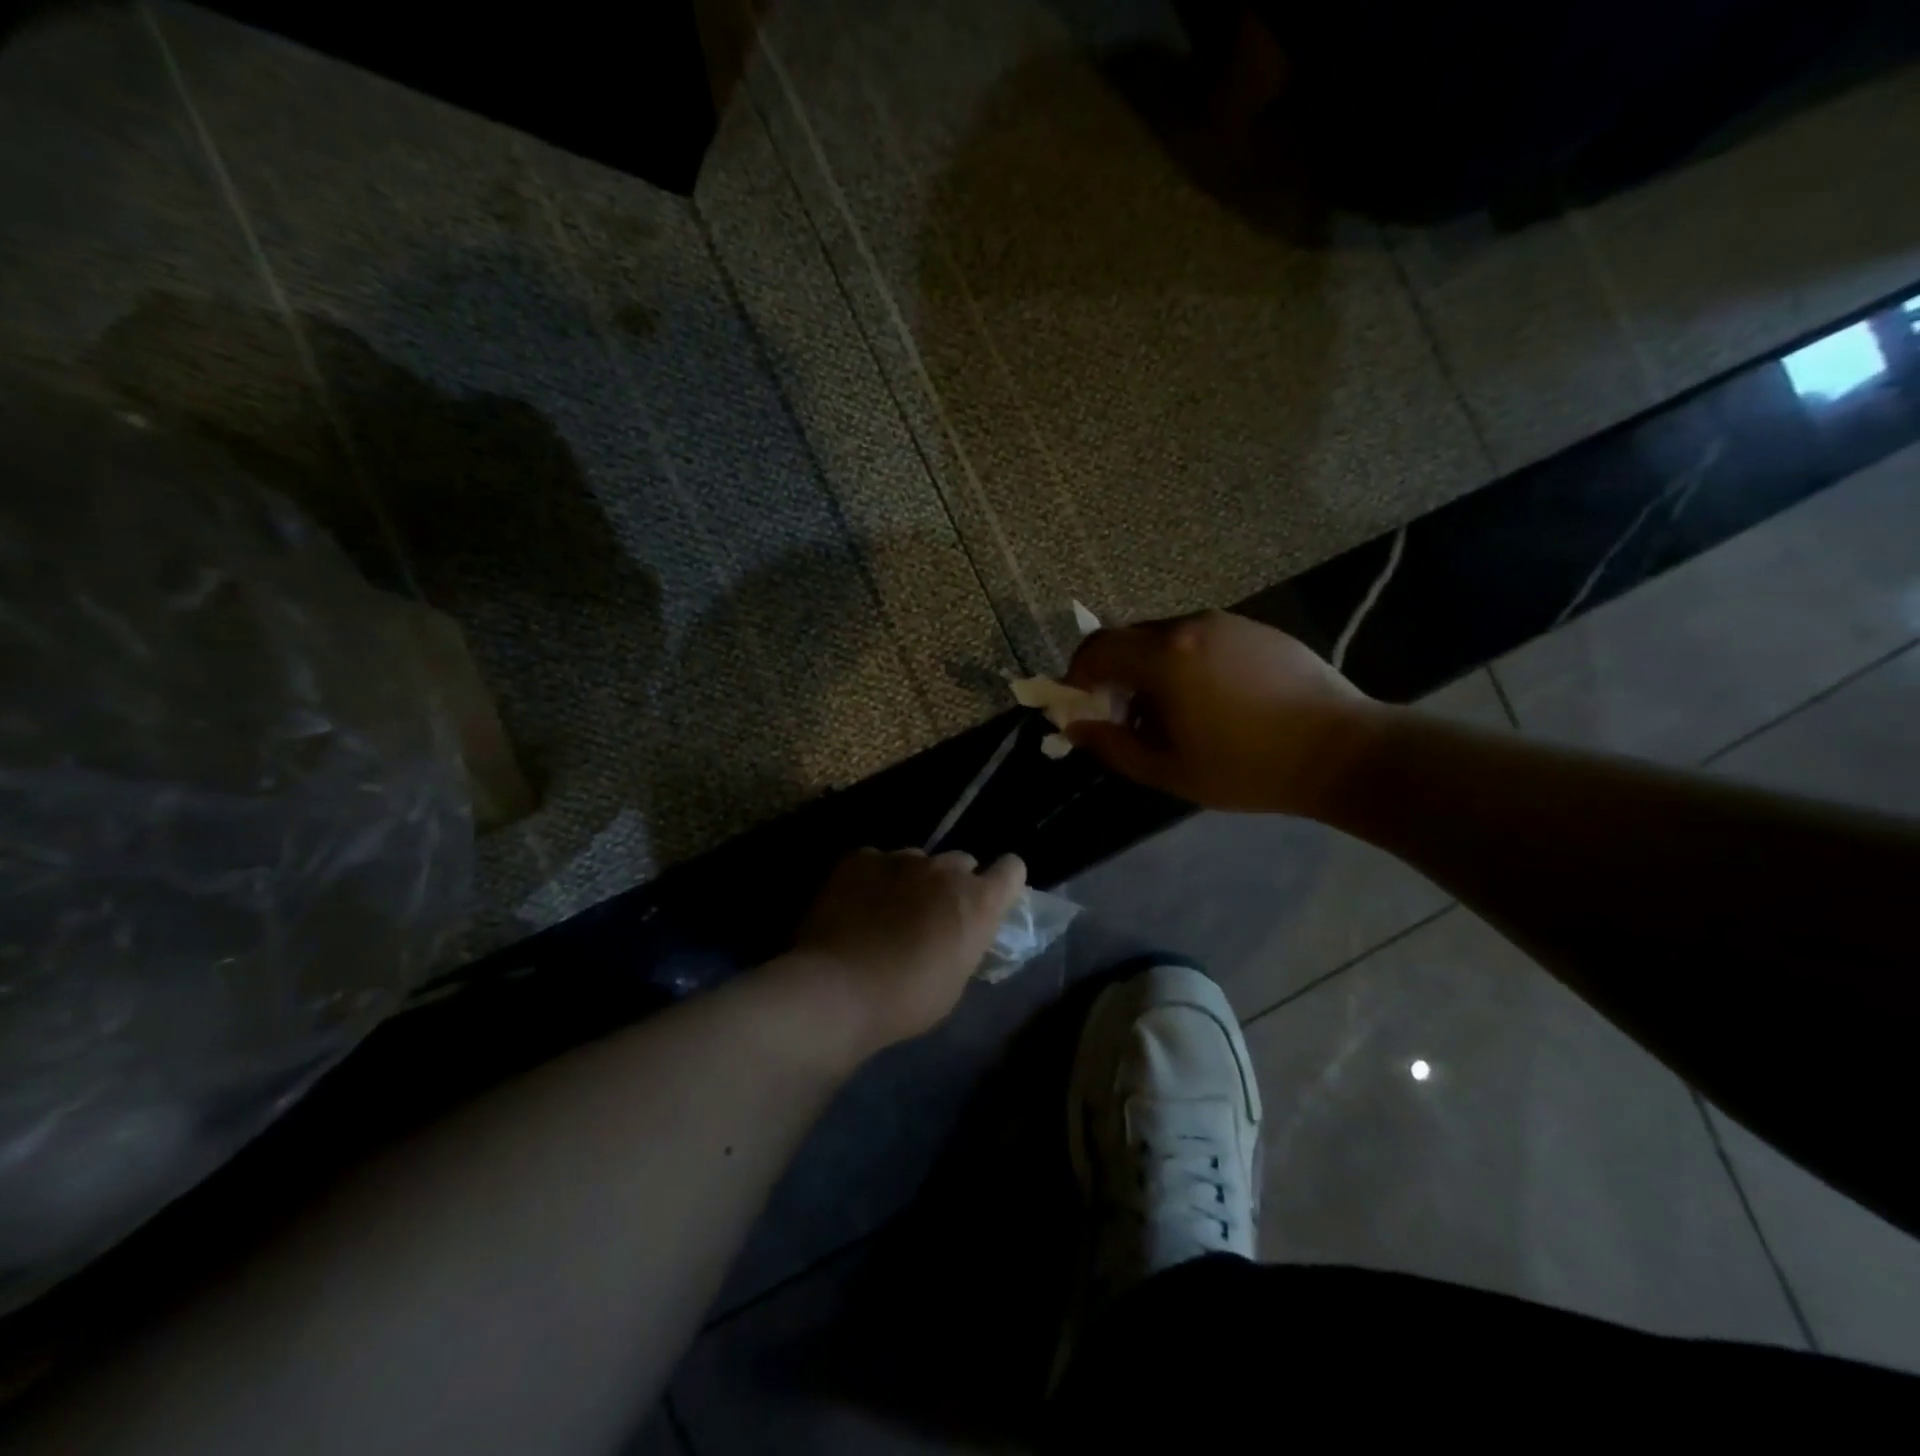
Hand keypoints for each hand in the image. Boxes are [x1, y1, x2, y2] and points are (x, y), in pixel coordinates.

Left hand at [791, 848, 1026, 1056]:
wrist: (838, 989)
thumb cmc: (906, 1000)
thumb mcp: (955, 981)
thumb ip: (965, 944)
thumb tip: (958, 934)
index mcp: (978, 901)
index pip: (1012, 869)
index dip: (1003, 881)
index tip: (991, 898)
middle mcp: (945, 869)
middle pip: (962, 861)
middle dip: (953, 884)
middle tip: (933, 915)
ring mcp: (901, 858)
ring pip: (917, 860)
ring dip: (912, 880)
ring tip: (888, 910)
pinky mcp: (860, 858)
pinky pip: (876, 861)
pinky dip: (873, 877)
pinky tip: (856, 904)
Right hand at [1063, 610, 1383, 815]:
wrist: (1343, 751)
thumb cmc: (1248, 767)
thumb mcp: (1170, 770)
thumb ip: (1113, 746)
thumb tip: (1075, 727)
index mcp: (1165, 657)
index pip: (1097, 648)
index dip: (1077, 675)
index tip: (1080, 707)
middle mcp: (1190, 626)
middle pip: (1129, 640)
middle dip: (1113, 676)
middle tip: (1123, 718)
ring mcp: (1227, 623)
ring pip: (1165, 639)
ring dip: (1150, 671)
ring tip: (1171, 715)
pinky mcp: (1256, 630)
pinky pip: (1201, 640)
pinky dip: (1185, 664)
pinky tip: (1211, 702)